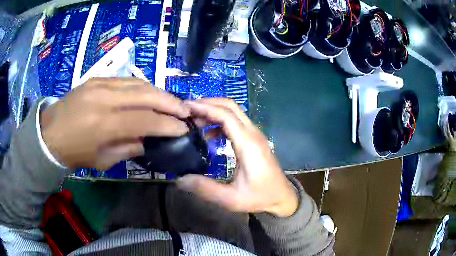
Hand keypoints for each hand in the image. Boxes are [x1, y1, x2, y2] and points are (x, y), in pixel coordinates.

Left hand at [40, 78, 189, 169]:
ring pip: (138, 83)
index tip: (183, 129)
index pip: (145, 120)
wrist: (49, 133)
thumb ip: (128, 148)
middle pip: (146, 94)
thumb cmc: (74, 153)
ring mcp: (100, 84)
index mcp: (104, 124)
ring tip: (171, 102)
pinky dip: (142, 87)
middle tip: (185, 111)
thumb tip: (149, 142)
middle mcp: (104, 98)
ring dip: (159, 92)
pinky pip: (126, 80)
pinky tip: (150, 95)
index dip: (167, 124)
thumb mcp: (102, 160)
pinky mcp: (97, 78)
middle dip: (170, 102)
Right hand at [177, 99, 298, 216]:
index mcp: (248, 144)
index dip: (205, 108)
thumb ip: (206, 189)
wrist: (282, 197)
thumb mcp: (232, 199)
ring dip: (213, 111)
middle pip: (230, 106)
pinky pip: (236, 122)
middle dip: (208, 104)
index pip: (226, 115)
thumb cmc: (260, 197)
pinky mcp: (254, 139)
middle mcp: (253, 134)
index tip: (185, 107)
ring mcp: (255, 135)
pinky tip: (208, 134)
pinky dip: (219, 121)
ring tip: (193, 120)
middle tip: (186, 110)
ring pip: (233, 112)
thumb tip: (180, 179)